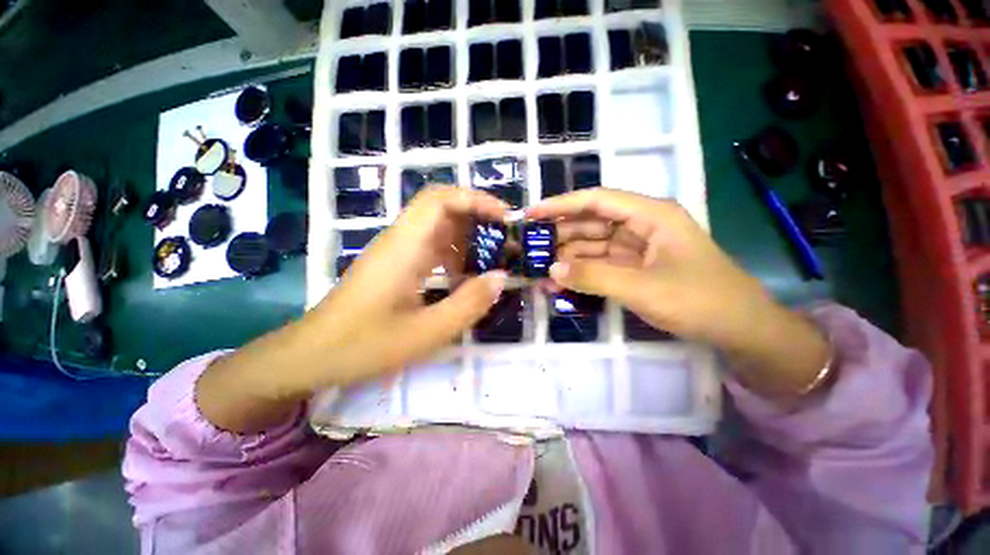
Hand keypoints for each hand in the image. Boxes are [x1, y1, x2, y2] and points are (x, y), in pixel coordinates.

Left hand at [311, 186, 508, 386]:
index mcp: (405, 248)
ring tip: (491, 259)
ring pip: (438, 227)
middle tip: (505, 240)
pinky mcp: (395, 263)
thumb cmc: (364, 345)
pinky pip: (430, 246)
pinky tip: (464, 276)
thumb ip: (468, 304)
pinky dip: (454, 254)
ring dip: (468, 237)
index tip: (505, 219)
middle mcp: (400, 240)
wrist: (311, 354)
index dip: (476, 200)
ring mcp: (396, 251)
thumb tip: (501, 277)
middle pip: (442, 208)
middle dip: (478, 217)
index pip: (441, 200)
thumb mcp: (426, 333)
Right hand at [527, 189, 829, 397]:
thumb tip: (552, 268)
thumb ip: (593, 276)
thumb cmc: (699, 300)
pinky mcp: (634, 269)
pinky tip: (559, 283)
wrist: (739, 330)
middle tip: (529, 250)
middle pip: (590, 224)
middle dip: (559, 236)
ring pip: (592, 247)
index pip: (596, 201)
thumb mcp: (641, 287)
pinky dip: (580, 273)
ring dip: (567, 259)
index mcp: (650, 215)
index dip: (561, 205)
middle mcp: (641, 226)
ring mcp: (636, 249)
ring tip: (539, 272)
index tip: (531, 215)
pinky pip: (599, 266)